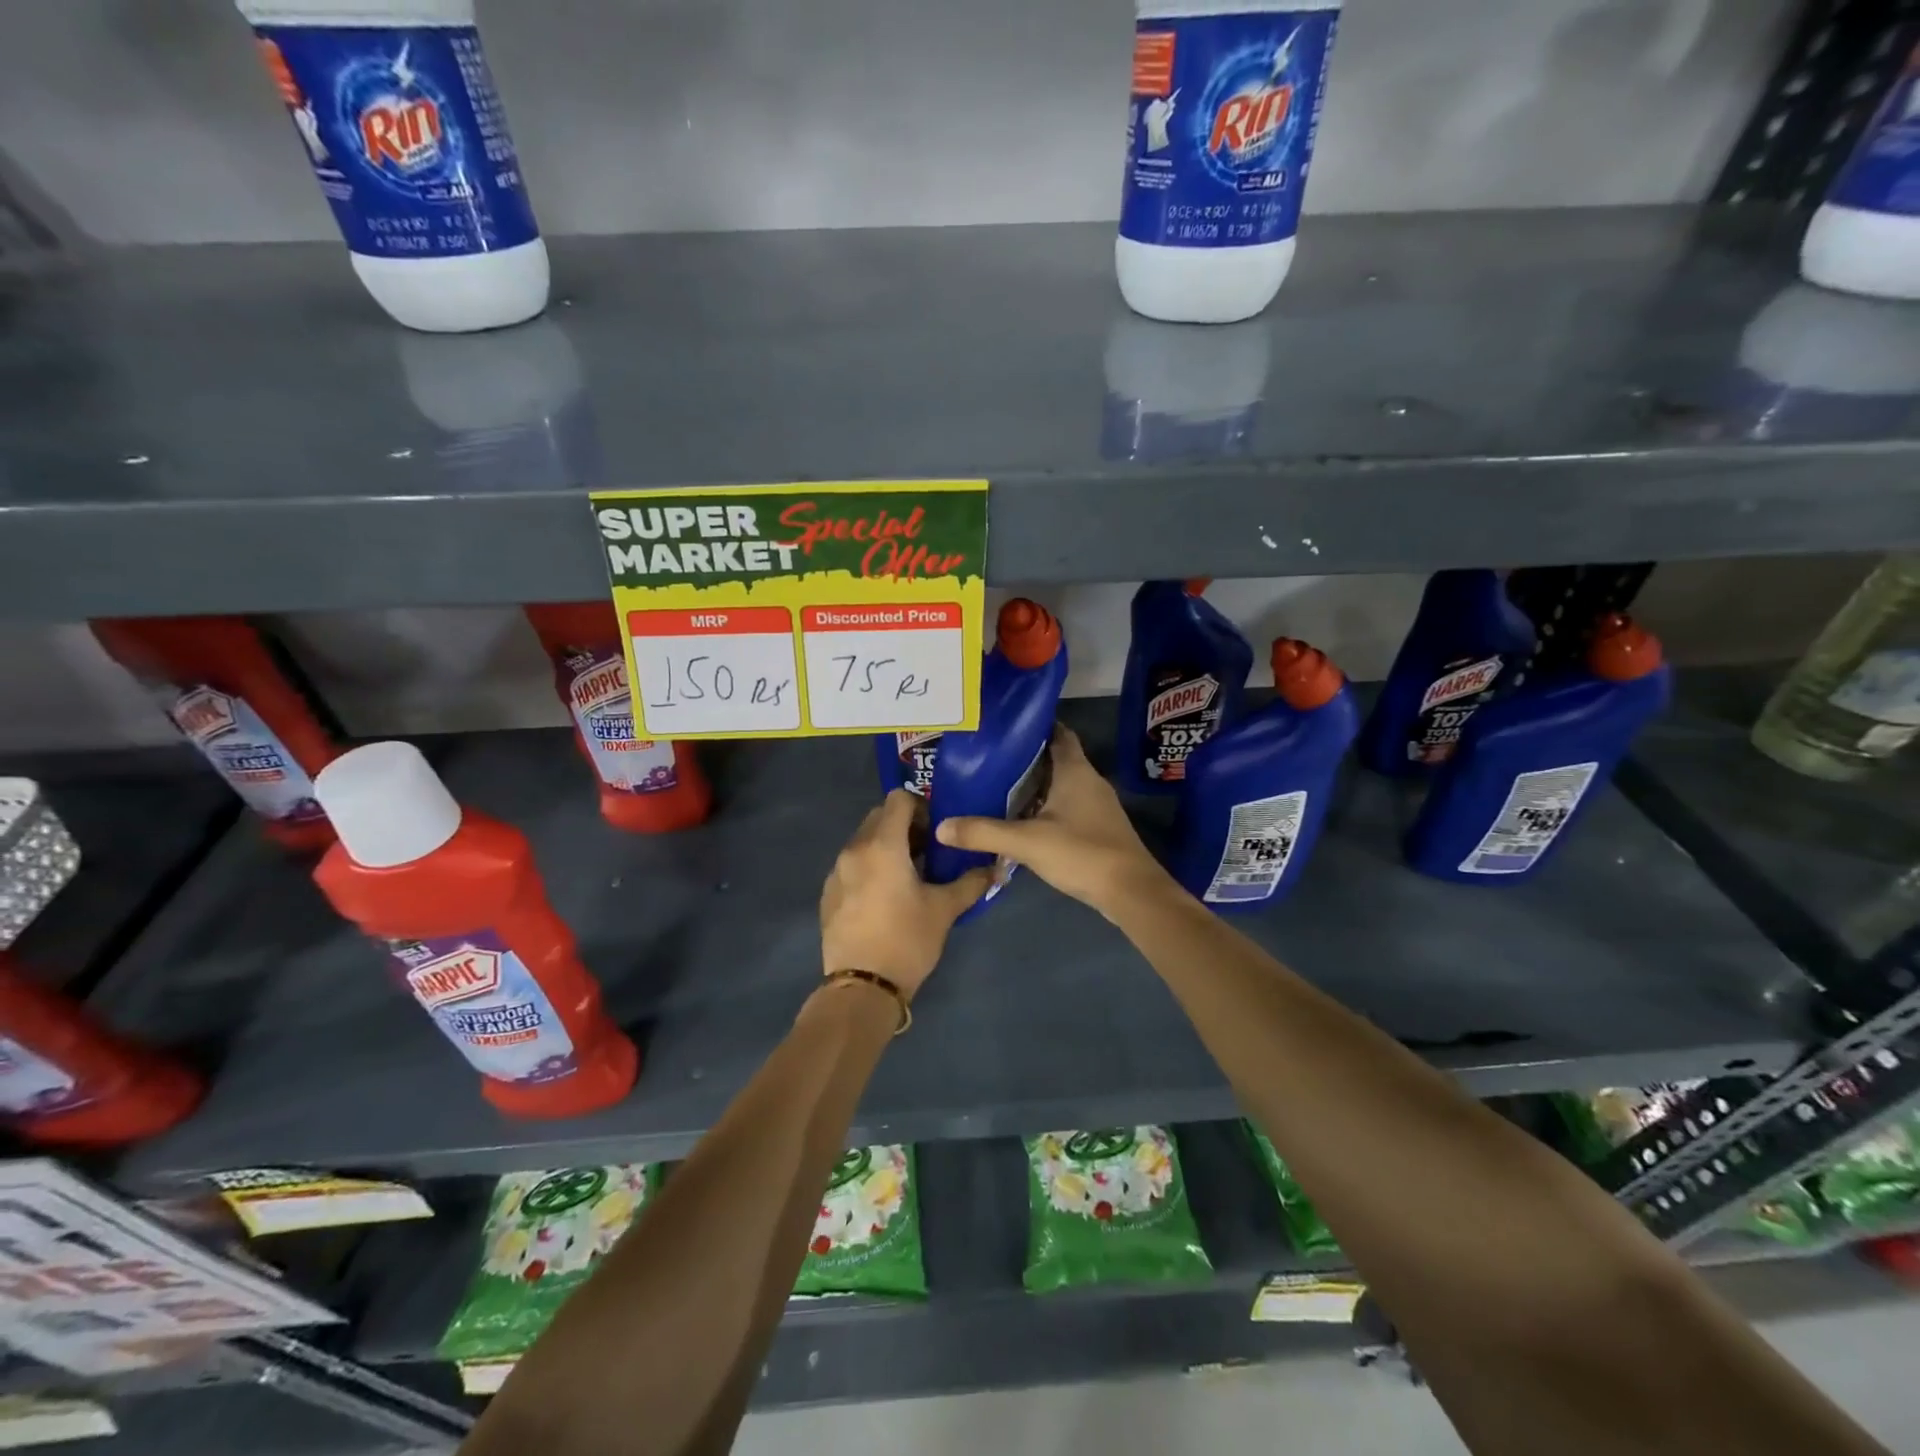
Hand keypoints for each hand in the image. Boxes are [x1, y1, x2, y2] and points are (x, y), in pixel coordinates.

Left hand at [820, 789, 993, 998]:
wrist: (862, 987)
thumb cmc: (907, 940)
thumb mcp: (945, 910)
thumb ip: (971, 882)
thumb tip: (996, 868)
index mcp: (883, 845)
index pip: (898, 799)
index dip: (921, 806)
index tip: (936, 831)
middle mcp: (854, 849)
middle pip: (879, 816)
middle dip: (904, 826)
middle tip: (926, 852)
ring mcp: (836, 871)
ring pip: (863, 840)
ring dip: (886, 846)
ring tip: (907, 876)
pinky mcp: (828, 892)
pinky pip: (851, 864)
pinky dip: (869, 867)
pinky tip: (884, 897)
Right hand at [933, 727, 1173, 919]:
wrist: (1131, 891)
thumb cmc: (1082, 853)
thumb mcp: (1026, 842)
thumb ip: (983, 832)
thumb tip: (941, 826)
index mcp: (1075, 770)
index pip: (1057, 733)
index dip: (1033, 726)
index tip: (1004, 726)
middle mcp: (1088, 780)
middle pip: (1055, 758)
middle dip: (1025, 758)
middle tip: (988, 759)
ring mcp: (1096, 805)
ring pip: (1060, 785)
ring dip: (1033, 785)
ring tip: (996, 787)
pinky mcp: (1097, 828)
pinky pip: (1066, 807)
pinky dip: (1044, 808)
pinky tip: (1020, 821)